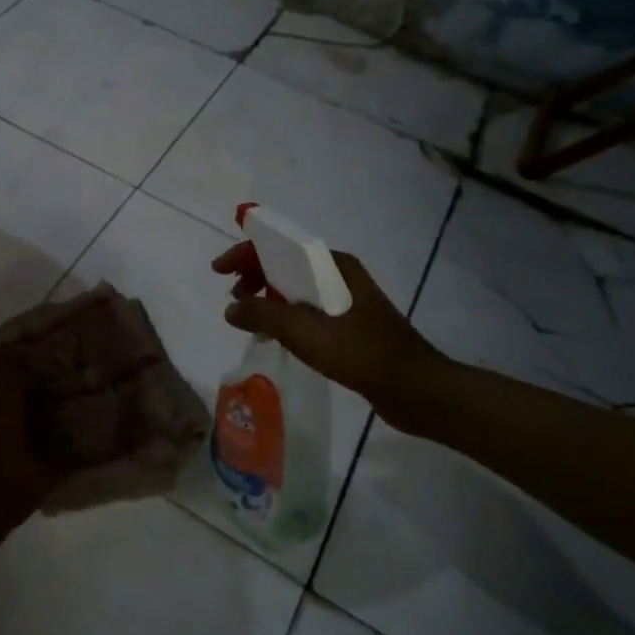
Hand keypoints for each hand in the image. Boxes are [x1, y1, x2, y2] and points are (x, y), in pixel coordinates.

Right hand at [211, 243, 449, 431]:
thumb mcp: (304, 332)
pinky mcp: (350, 325)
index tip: (219, 270)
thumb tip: (231, 310)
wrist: (415, 388)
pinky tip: (275, 338)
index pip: (279, 247)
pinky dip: (285, 317)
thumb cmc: (360, 352)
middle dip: (254, 276)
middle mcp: (340, 276)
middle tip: (234, 298)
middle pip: (286, 266)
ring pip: (296, 290)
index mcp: (332, 265)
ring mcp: (347, 301)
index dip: (244, 254)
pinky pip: (307, 312)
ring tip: (249, 320)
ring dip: (268, 299)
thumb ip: (262, 316)